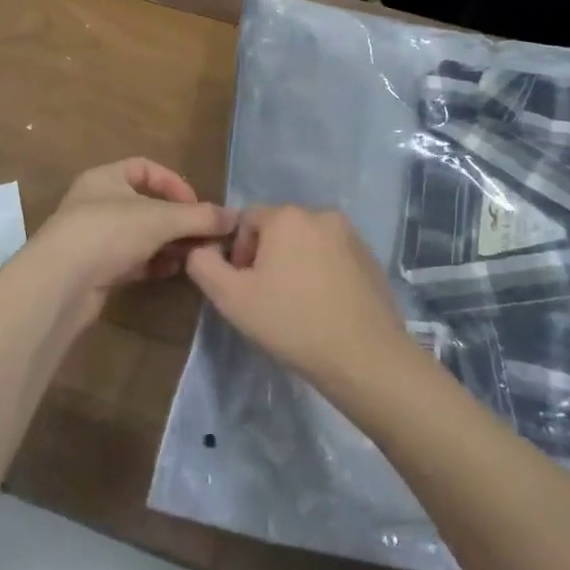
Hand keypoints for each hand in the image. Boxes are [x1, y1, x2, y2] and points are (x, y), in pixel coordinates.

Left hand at [19, 159, 233, 326]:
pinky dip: (153, 262)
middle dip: (176, 219)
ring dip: (168, 243)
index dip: (174, 183)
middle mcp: (97, 203)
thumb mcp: (159, 219)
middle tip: (202, 235)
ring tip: (194, 255)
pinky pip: (132, 259)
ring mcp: (94, 238)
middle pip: (146, 205)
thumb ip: (198, 217)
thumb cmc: (108, 232)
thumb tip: (234, 217)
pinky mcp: (95, 269)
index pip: (146, 168)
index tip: (195, 205)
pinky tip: (173, 271)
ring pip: (140, 234)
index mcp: (105, 178)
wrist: (60, 284)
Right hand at [185, 206, 415, 393]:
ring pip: (306, 242)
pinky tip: (323, 307)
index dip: (237, 254)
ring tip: (296, 305)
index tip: (245, 288)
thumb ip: (204, 265)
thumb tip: (200, 248)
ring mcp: (350, 234)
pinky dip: (322, 273)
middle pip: (277, 229)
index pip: (245, 221)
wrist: (364, 356)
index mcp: (286, 216)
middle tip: (267, 299)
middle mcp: (320, 213)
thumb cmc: (291, 323)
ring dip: (294, 264)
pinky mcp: (369, 257)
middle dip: (266, 257)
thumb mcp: (231, 298)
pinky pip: (332, 256)